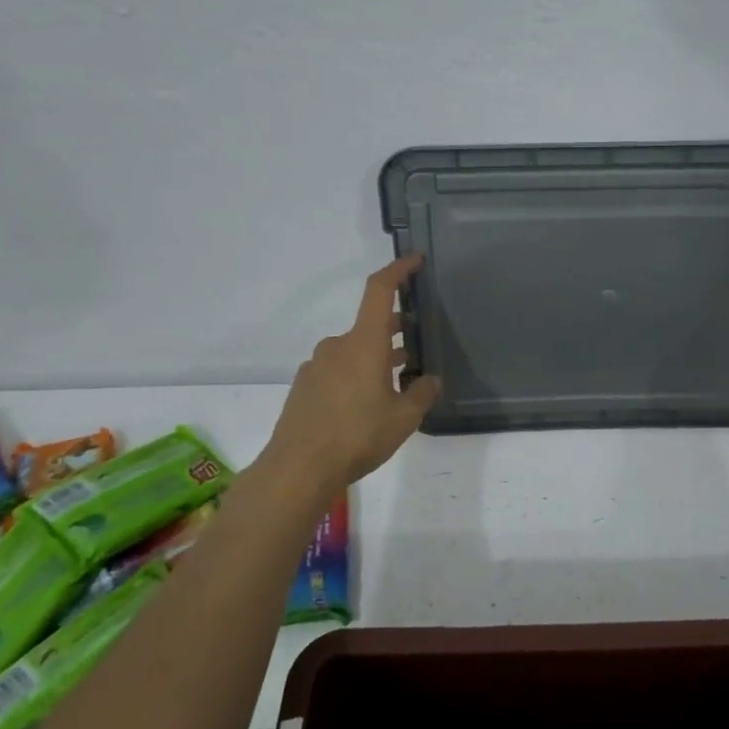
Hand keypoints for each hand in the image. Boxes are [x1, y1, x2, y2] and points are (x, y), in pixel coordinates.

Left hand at [257, 257, 441, 496]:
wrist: (298, 469)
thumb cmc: (357, 436)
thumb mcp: (403, 419)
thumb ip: (421, 394)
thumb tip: (430, 380)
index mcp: (363, 342)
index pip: (380, 291)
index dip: (398, 270)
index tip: (415, 260)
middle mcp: (337, 345)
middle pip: (370, 325)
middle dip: (394, 331)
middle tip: (416, 345)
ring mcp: (316, 366)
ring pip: (353, 350)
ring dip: (375, 357)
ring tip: (396, 382)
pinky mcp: (304, 387)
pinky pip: (337, 370)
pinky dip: (355, 375)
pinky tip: (366, 406)